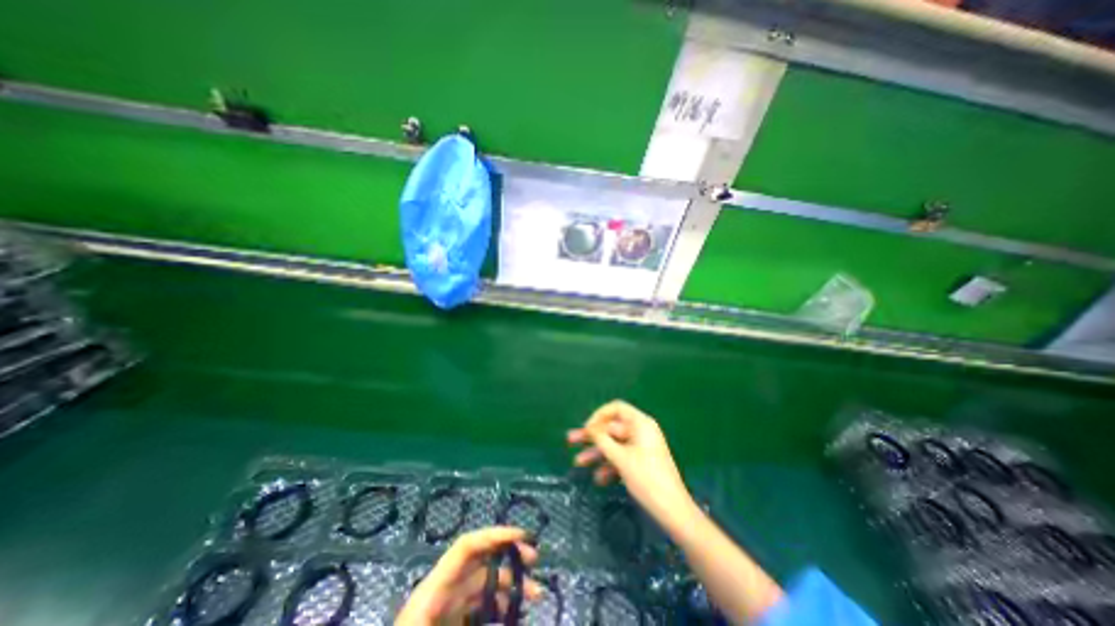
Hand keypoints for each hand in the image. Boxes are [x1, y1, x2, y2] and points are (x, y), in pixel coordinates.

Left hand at [396, 525, 545, 623]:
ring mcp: (448, 607)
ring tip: (536, 594)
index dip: (495, 535)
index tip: (522, 537)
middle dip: (509, 555)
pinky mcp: (451, 621)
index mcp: (435, 587)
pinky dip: (499, 607)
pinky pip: (480, 607)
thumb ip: (473, 614)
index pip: (468, 545)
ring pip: (485, 585)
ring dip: (511, 586)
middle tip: (534, 560)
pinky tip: (515, 614)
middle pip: (481, 560)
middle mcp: (444, 589)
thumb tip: (508, 610)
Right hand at [568, 404, 694, 528]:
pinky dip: (609, 465)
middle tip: (571, 440)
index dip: (599, 415)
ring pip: (614, 444)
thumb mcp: (621, 458)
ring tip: (578, 463)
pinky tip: (599, 479)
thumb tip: (590, 427)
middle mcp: (640, 431)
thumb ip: (602, 440)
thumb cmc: (647, 479)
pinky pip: (621, 457)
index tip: (586, 428)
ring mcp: (640, 447)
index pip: (616, 408)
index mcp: (640, 423)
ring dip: (597, 453)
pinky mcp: (640, 462)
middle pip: (611, 428)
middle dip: (592, 437)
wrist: (673, 511)